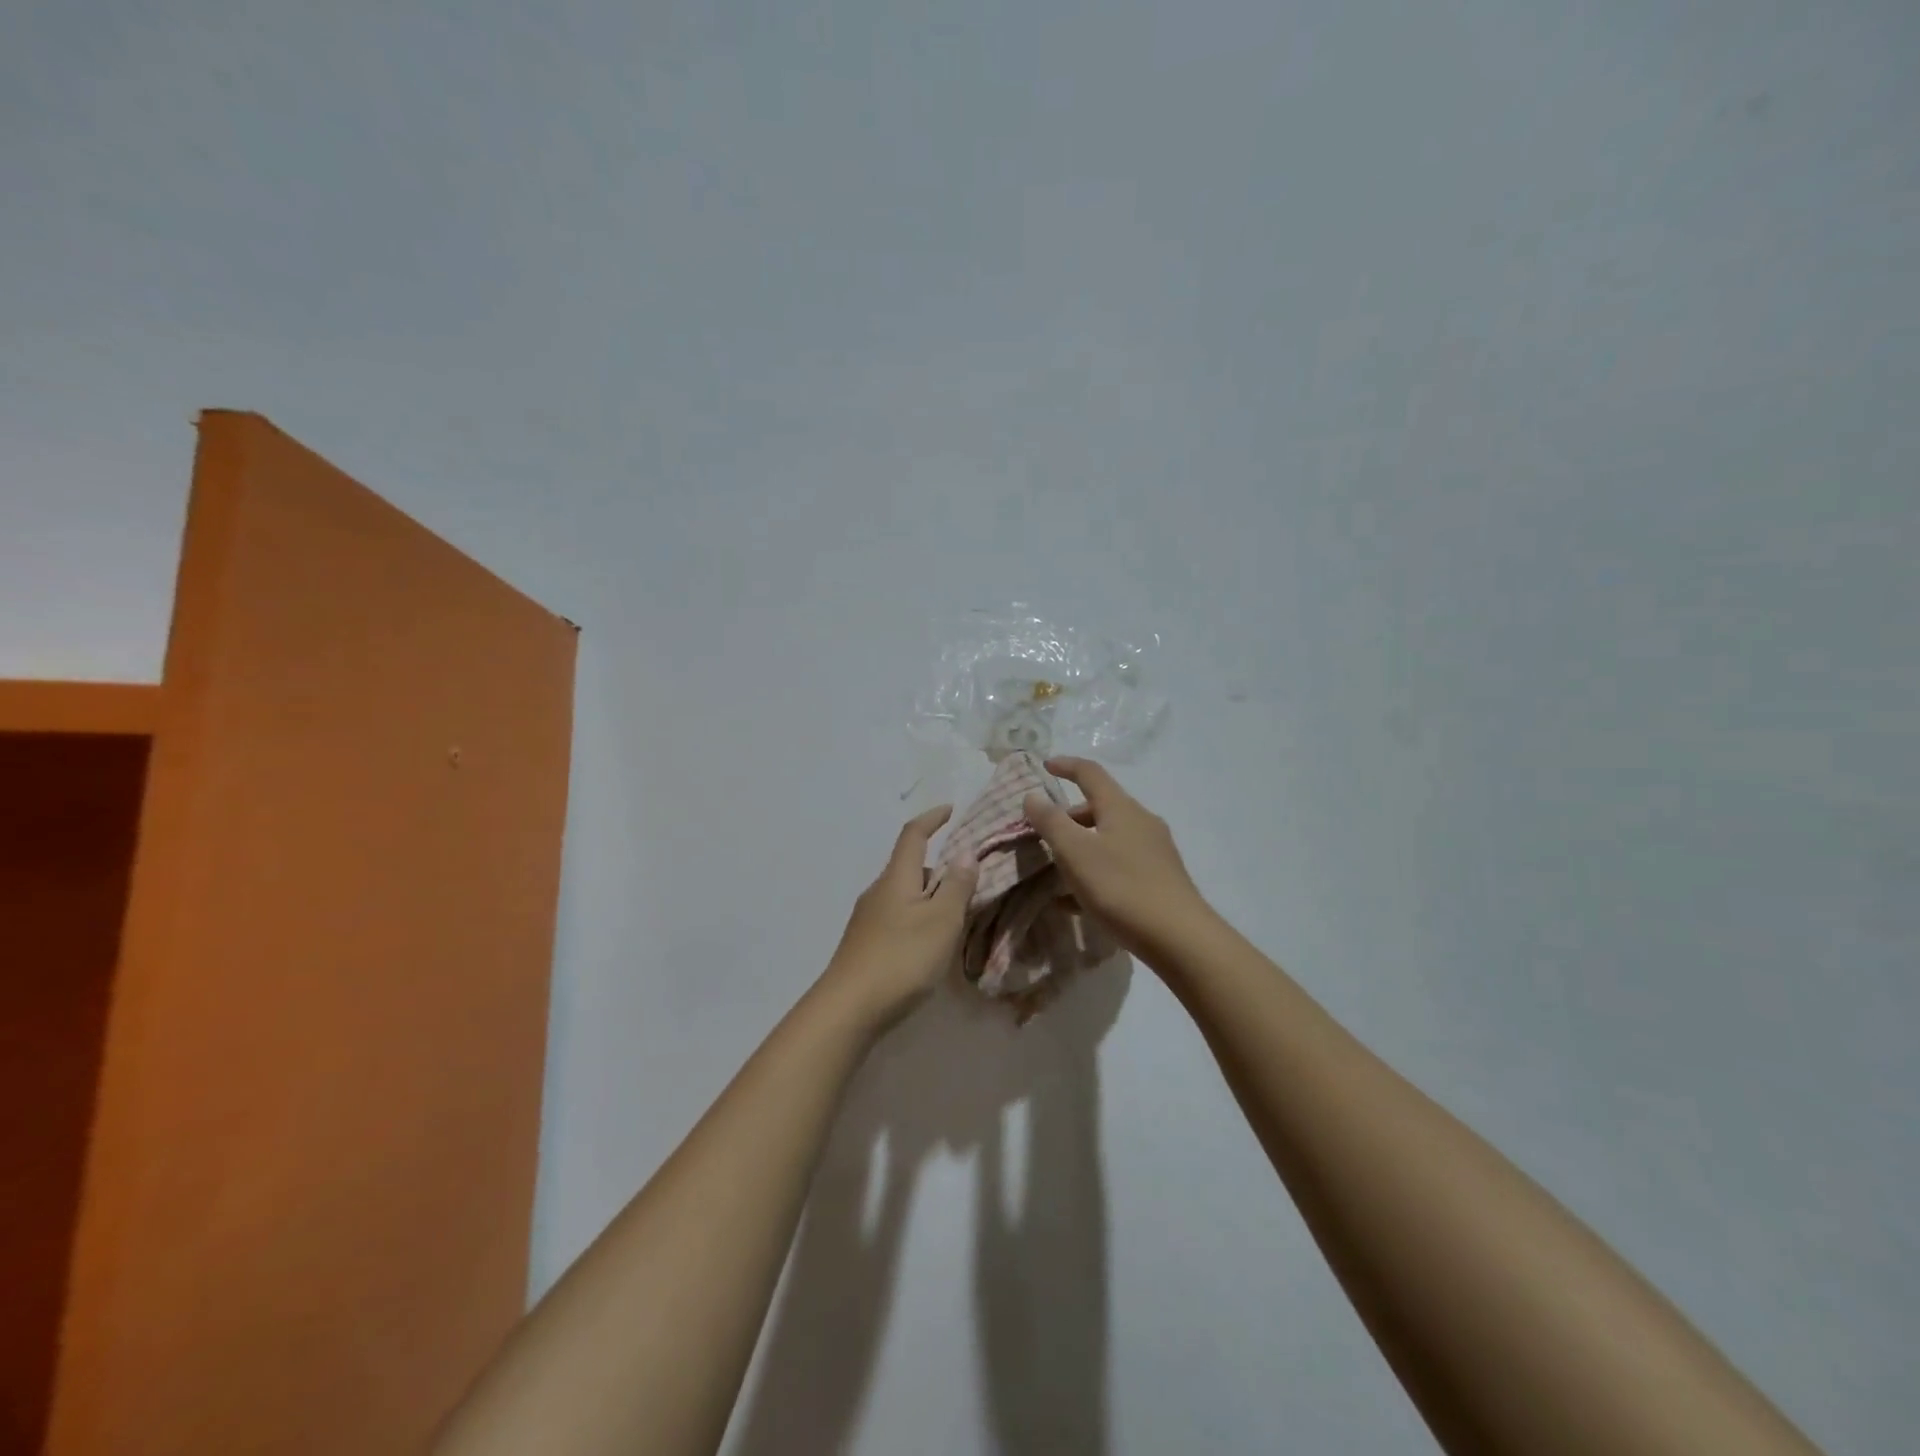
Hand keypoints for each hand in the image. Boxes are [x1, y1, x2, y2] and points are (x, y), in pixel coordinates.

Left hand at [817, 806, 979, 1034]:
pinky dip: (919, 918)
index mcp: (896, 878)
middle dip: (939, 867)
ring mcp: (868, 919)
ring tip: (957, 915)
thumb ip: (956, 886)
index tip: (951, 809)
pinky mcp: (865, 945)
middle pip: (910, 867)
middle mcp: (878, 892)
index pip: (913, 835)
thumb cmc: (901, 959)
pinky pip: (898, 918)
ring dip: (930, 896)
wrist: (848, 1009)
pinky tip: (931, 943)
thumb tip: (964, 852)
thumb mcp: (941, 921)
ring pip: (905, 895)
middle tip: (969, 880)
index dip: (932, 819)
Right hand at [1021, 757, 1213, 967]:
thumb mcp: (1076, 853)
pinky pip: (1119, 864)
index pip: (1090, 773)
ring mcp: (1154, 850)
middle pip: (1099, 807)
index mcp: (1121, 808)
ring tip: (1056, 873)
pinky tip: (1077, 902)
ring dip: (1080, 847)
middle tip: (1043, 837)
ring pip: (1109, 838)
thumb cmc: (1121, 888)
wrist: (1180, 938)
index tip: (1044, 765)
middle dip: (1068, 817)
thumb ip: (1051, 822)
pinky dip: (1095, 871)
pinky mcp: (1160, 878)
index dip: (1066, 765)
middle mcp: (1141, 821)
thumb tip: (1033, 796)